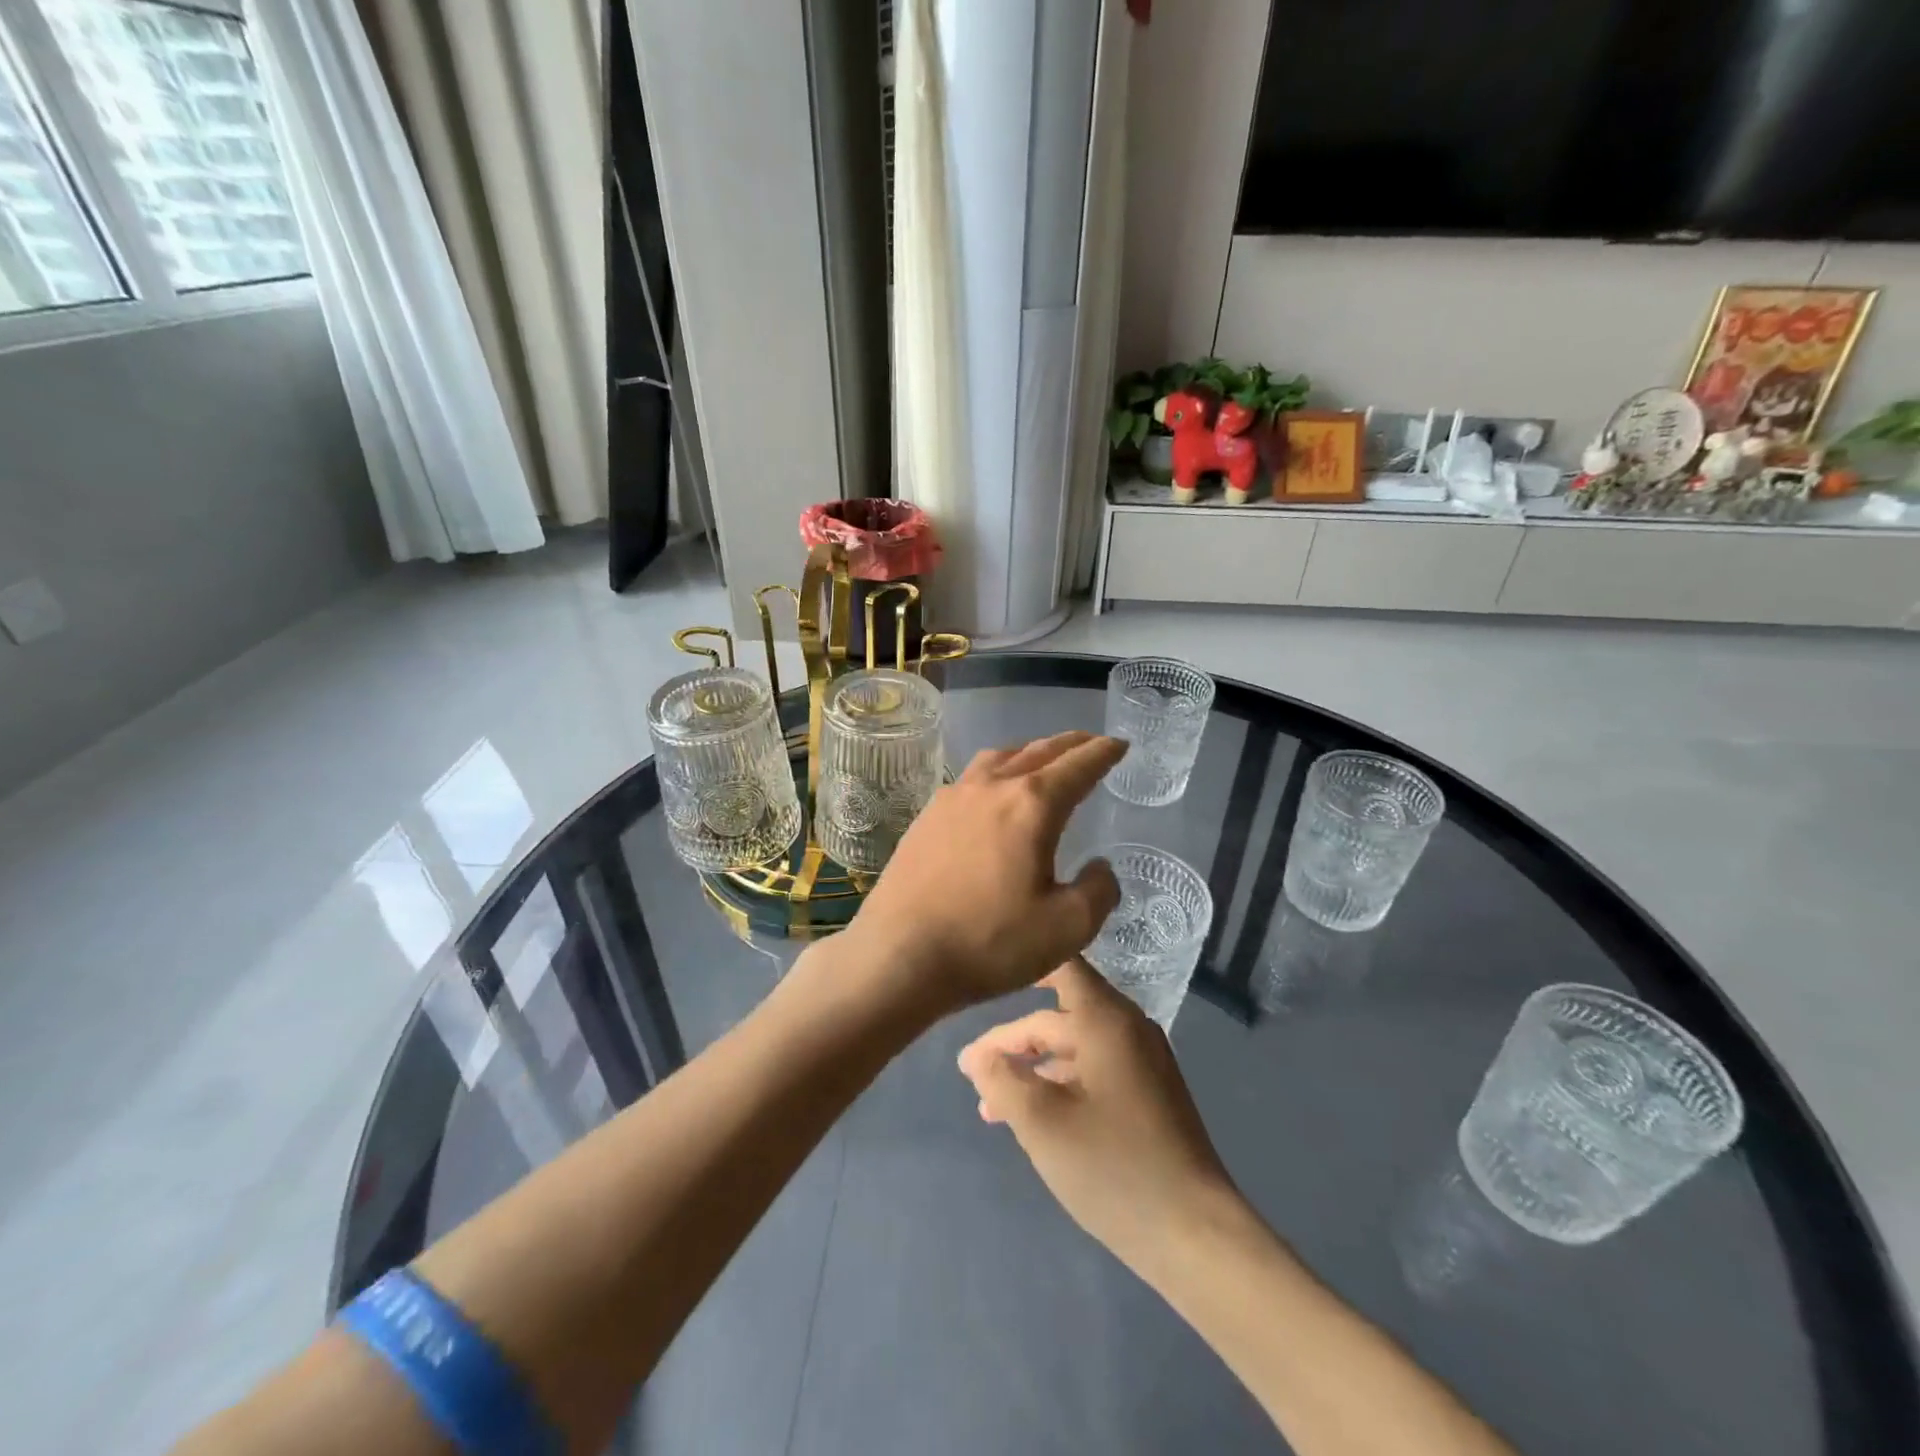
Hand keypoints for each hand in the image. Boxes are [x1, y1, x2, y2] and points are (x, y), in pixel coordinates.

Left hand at [847, 731, 1124, 1014]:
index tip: (1119, 744)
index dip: (1103, 753)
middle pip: (1038, 752)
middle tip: (1090, 743)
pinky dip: (996, 772)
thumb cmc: (988, 942)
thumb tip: (1100, 867)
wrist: (898, 955)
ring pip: (999, 758)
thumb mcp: (1066, 928)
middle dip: (1070, 745)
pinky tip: (992, 793)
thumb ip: (1098, 892)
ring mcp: (952, 798)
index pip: (1078, 766)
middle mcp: (991, 787)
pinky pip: (971, 778)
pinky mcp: (926, 817)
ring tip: (1042, 760)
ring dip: (1029, 753)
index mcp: (1031, 805)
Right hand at [956, 958, 1238, 1274]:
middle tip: (969, 1072)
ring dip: (1033, 1069)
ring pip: (1074, 1048)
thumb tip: (977, 1057)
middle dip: (1013, 1041)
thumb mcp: (1041, 1123)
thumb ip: (1001, 1080)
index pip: (1062, 967)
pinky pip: (1093, 1071)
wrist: (1194, 1234)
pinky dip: (1060, 1084)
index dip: (1024, 965)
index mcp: (1107, 1021)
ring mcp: (1143, 1062)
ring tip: (991, 1105)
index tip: (986, 973)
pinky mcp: (1149, 1094)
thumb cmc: (1112, 1167)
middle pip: (1059, 1017)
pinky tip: (1034, 1117)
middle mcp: (1128, 1029)